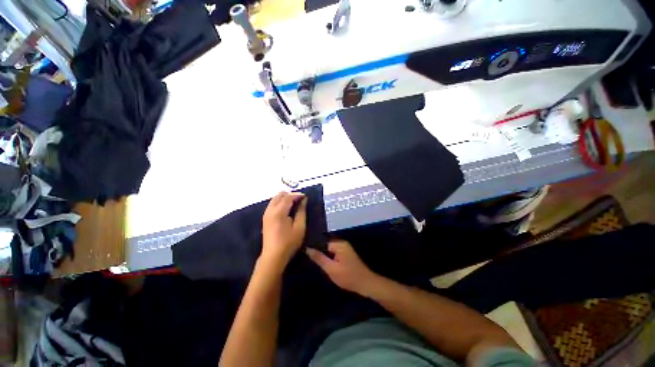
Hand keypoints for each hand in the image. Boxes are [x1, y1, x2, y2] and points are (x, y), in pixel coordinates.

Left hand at [261, 192, 306, 267]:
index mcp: (279, 212)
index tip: (306, 196)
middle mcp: (270, 210)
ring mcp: (266, 214)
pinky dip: (280, 202)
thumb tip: (304, 200)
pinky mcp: (265, 218)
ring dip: (285, 198)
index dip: (297, 195)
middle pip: (279, 195)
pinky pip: (272, 204)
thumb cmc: (289, 243)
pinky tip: (287, 208)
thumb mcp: (300, 227)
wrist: (273, 257)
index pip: (288, 197)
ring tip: (295, 203)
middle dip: (290, 194)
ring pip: (275, 199)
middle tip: (300, 199)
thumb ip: (301, 211)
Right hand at [306, 240, 378, 295]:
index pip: (322, 241)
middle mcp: (342, 243)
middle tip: (309, 258)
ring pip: (329, 249)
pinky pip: (334, 252)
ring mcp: (345, 248)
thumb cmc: (348, 277)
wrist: (365, 284)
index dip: (314, 247)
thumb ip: (319, 258)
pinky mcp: (346, 253)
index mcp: (338, 244)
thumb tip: (308, 248)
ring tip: (314, 261)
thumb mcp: (331, 269)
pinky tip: (325, 263)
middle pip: (326, 244)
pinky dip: (329, 257)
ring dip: (324, 255)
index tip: (305, 252)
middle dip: (319, 251)